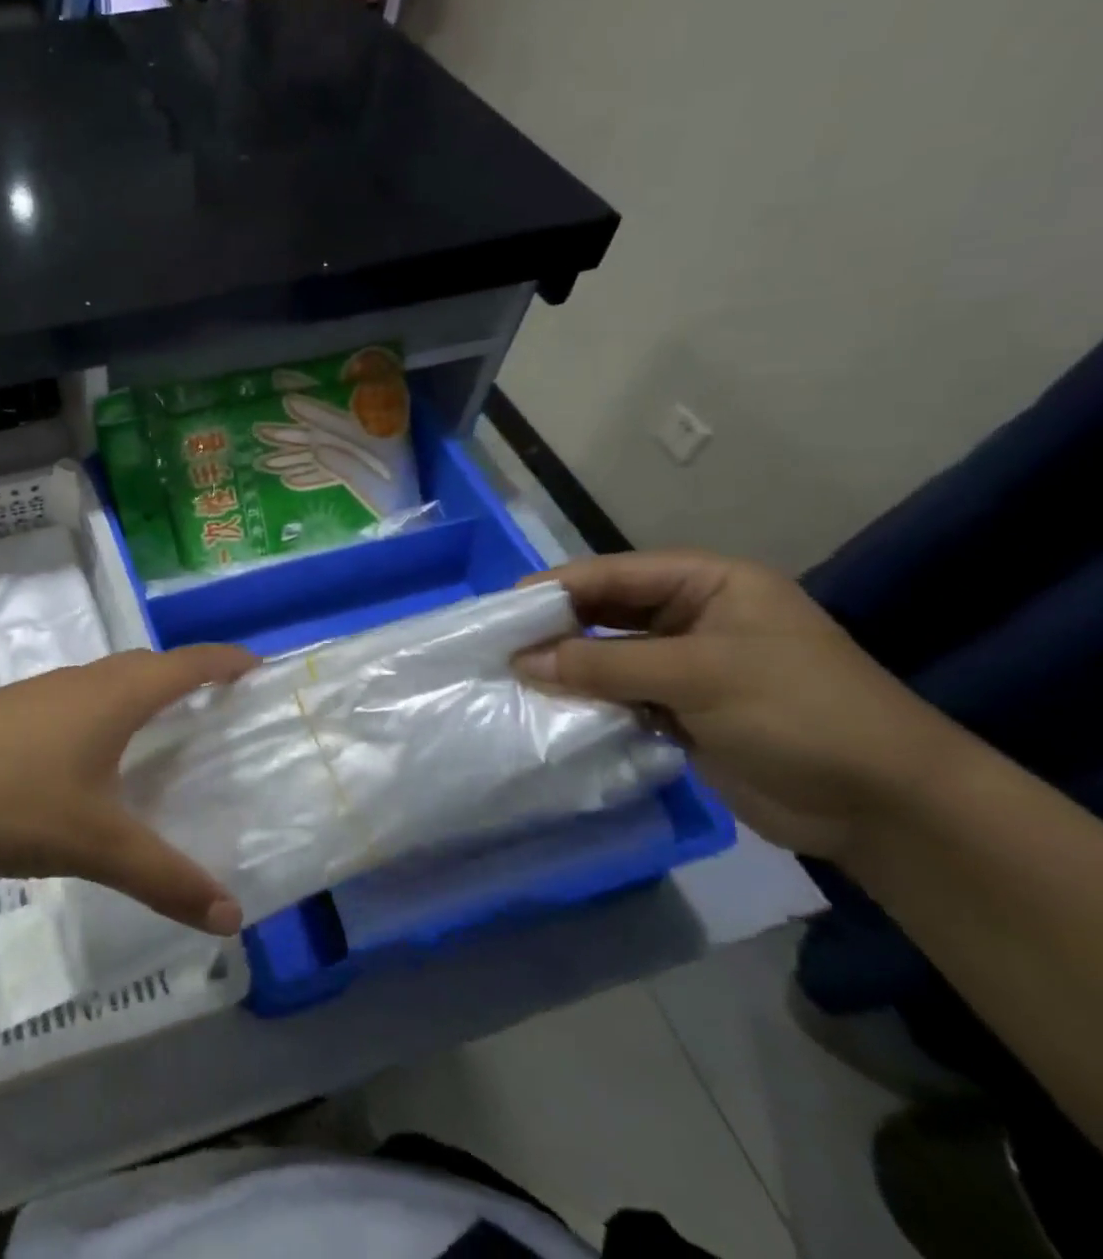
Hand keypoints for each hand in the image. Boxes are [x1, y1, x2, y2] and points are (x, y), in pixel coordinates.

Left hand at [0, 645, 256, 934]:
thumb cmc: (12, 800)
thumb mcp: (96, 845)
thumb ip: (165, 879)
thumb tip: (232, 918)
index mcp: (114, 695)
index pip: (186, 663)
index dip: (225, 662)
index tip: (257, 668)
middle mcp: (81, 681)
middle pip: (147, 665)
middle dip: (186, 676)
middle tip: (215, 706)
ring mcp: (38, 692)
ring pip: (105, 681)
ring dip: (139, 693)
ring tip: (158, 731)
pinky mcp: (6, 711)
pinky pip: (73, 700)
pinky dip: (102, 712)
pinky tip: (87, 757)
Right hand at [514, 552, 973, 861]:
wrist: (886, 809)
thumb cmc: (799, 713)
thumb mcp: (698, 676)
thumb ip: (603, 664)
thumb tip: (520, 662)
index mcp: (708, 584)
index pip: (614, 574)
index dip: (556, 589)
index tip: (500, 612)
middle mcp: (692, 616)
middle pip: (605, 612)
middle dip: (555, 629)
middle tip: (497, 647)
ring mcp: (686, 665)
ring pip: (606, 655)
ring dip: (566, 668)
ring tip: (510, 678)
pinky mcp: (681, 709)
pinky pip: (618, 694)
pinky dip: (587, 700)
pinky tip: (548, 709)